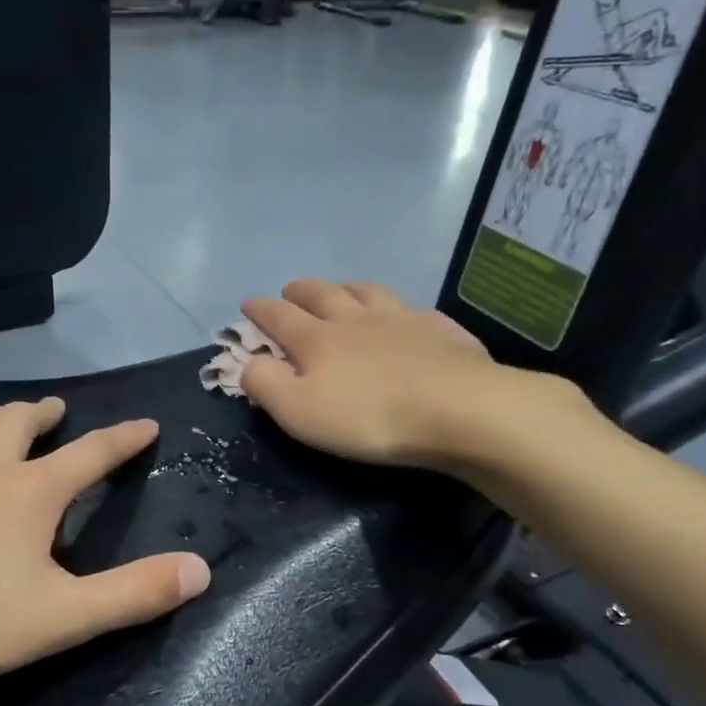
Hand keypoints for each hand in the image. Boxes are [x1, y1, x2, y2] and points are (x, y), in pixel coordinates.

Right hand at [240, 280, 597, 470]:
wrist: (458, 411)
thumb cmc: (368, 417)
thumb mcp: (298, 411)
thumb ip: (265, 385)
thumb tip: (247, 363)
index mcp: (317, 339)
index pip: (278, 316)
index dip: (259, 310)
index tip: (247, 304)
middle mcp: (356, 319)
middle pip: (322, 294)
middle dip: (300, 291)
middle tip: (290, 290)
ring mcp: (401, 319)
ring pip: (367, 293)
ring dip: (347, 288)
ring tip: (341, 289)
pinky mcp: (441, 331)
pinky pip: (415, 311)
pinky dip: (401, 310)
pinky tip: (406, 316)